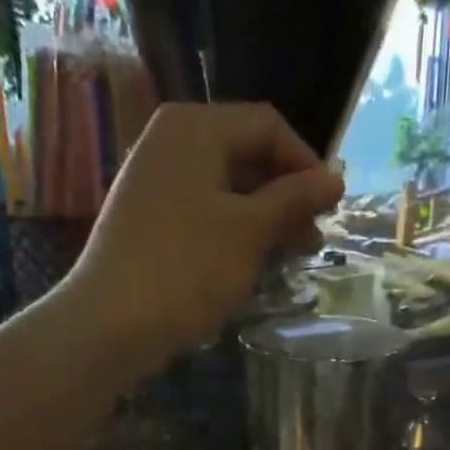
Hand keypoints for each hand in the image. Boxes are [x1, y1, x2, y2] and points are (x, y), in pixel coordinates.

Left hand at [66, 103, 343, 363]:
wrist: (113, 323)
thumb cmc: (188, 268)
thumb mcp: (250, 231)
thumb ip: (294, 199)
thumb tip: (336, 177)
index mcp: (195, 128)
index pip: (267, 126)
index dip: (306, 163)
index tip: (331, 208)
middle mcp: (171, 142)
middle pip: (245, 154)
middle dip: (286, 195)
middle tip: (314, 239)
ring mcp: (155, 182)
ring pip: (226, 188)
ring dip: (264, 218)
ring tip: (291, 257)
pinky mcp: (149, 221)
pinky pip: (204, 213)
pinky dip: (234, 232)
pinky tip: (253, 264)